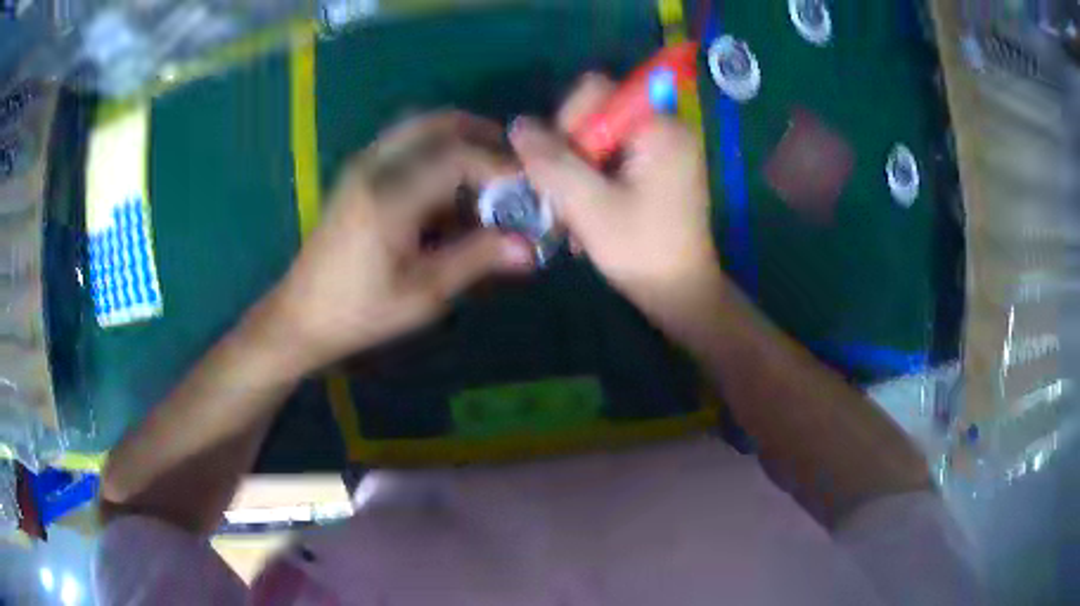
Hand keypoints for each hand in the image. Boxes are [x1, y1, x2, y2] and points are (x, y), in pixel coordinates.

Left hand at [263, 112, 534, 373]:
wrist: (301, 316)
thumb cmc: (360, 311)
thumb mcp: (422, 292)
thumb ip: (476, 259)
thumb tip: (527, 247)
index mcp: (389, 196)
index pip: (457, 156)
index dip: (499, 164)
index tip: (530, 183)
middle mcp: (374, 167)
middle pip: (437, 123)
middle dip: (481, 135)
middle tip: (512, 162)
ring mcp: (361, 167)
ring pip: (418, 127)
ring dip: (458, 139)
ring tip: (486, 171)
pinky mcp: (357, 176)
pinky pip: (404, 144)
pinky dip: (435, 150)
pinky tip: (449, 185)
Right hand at [509, 75, 723, 319]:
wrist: (682, 294)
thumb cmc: (642, 250)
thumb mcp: (588, 205)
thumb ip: (551, 161)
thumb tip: (517, 125)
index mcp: (658, 126)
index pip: (597, 91)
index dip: (568, 122)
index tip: (564, 166)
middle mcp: (663, 127)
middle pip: (595, 115)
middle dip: (571, 155)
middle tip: (564, 198)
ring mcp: (661, 149)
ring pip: (597, 141)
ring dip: (577, 175)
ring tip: (573, 217)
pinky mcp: (655, 169)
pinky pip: (610, 159)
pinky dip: (593, 183)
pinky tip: (586, 218)